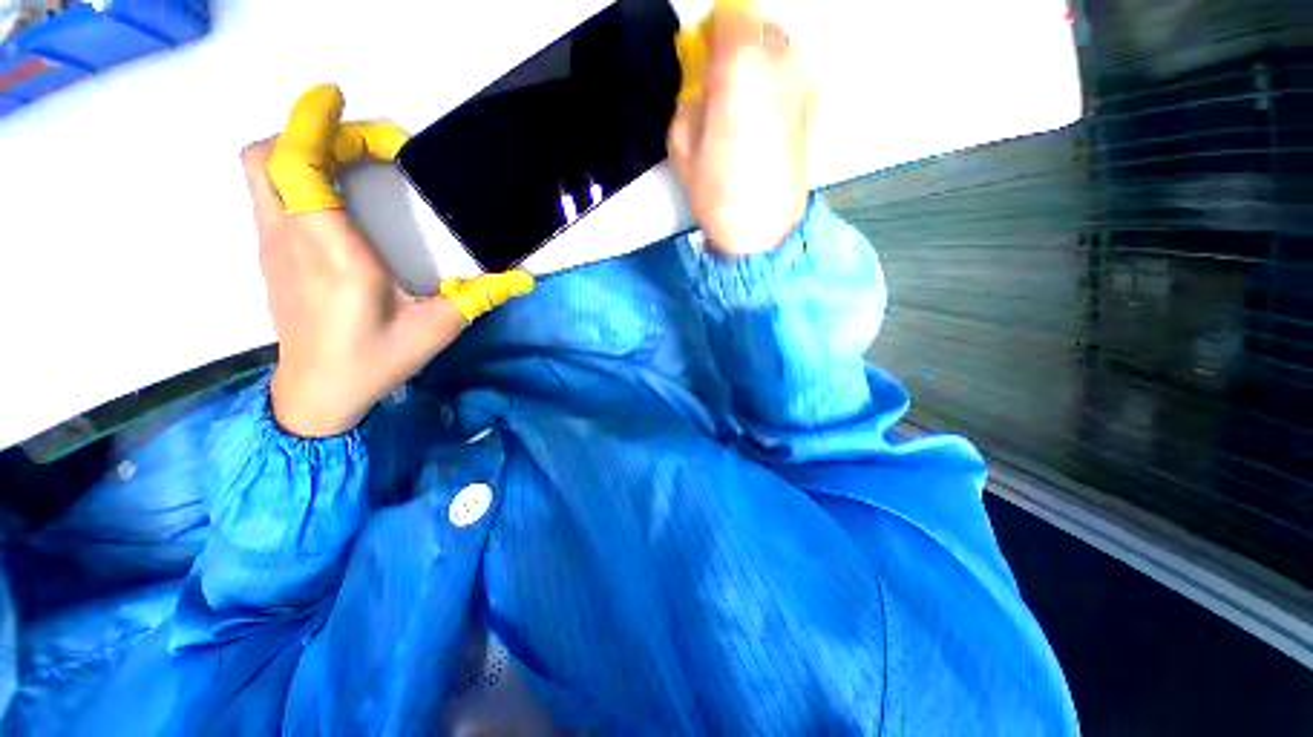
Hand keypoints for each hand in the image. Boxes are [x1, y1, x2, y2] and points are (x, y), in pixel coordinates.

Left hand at [245, 85, 533, 437]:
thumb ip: (481, 297)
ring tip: (354, 164)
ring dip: (301, 150)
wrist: (317, 394)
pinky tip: (337, 199)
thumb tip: (524, 279)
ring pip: (263, 173)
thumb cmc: (376, 361)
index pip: (298, 167)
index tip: (339, 99)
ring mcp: (273, 247)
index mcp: (334, 253)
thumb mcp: (438, 329)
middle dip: (312, 132)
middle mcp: (292, 240)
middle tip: (367, 147)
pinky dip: (296, 175)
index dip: (312, 123)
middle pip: (269, 156)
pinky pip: (271, 195)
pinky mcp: (271, 256)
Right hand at [668, 1, 815, 256]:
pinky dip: (776, 89)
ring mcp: (803, 87)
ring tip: (743, 109)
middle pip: (760, 29)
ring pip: (780, 55)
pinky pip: (792, 82)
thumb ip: (689, 104)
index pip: (731, 14)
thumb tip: (702, 91)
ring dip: (759, 68)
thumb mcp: (681, 149)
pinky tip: (763, 123)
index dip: (714, 31)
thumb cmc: (718, 193)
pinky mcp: (813, 111)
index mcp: (741, 66)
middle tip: (721, 84)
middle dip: (739, 48)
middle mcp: (780, 63)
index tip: (703, 54)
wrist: (763, 230)